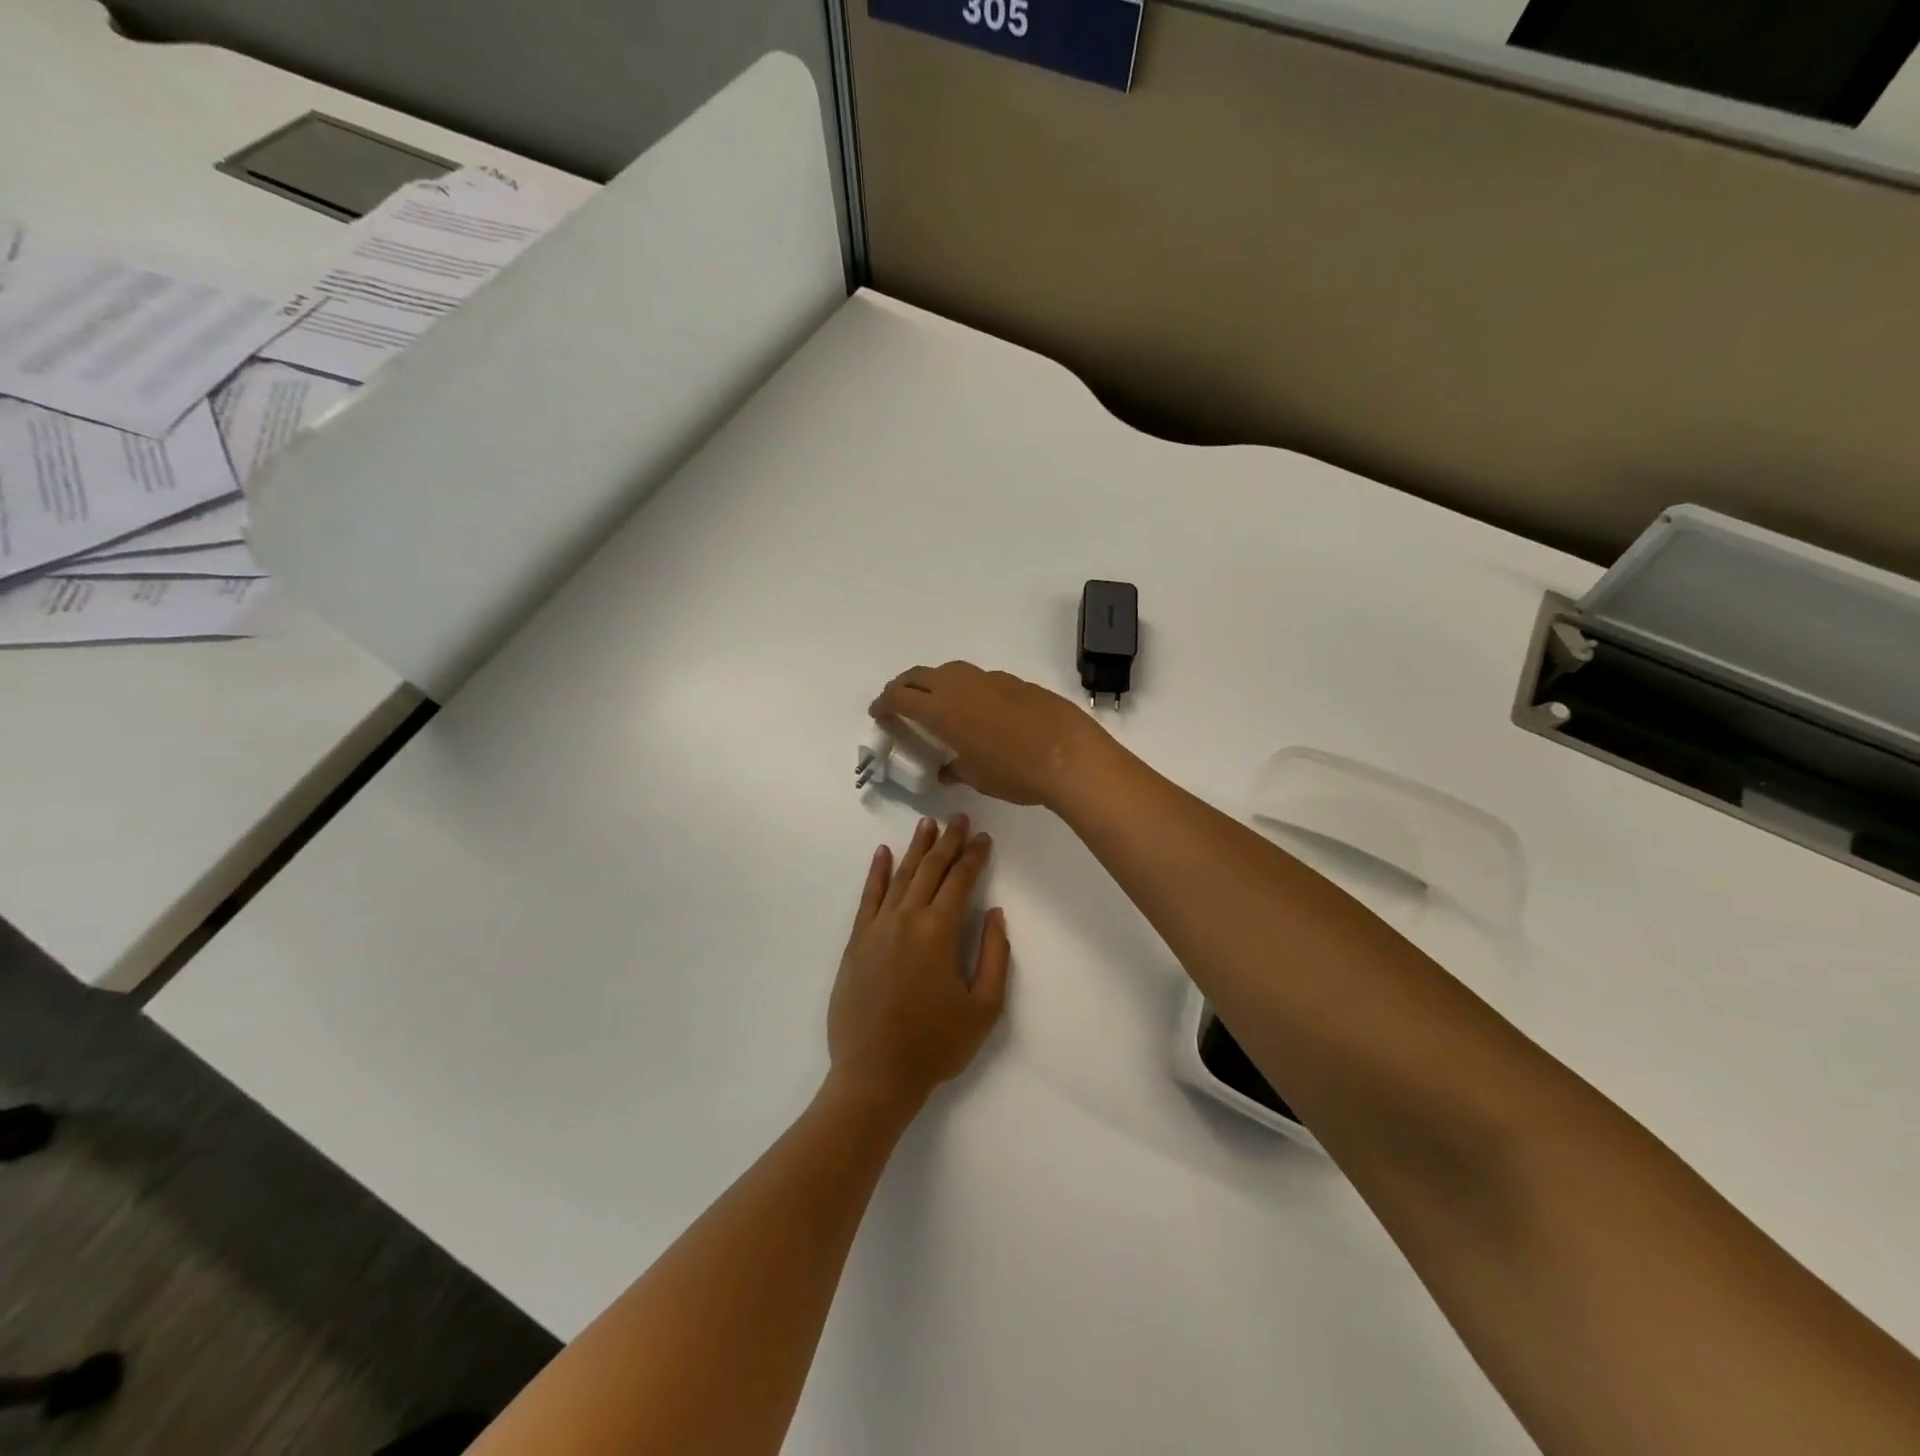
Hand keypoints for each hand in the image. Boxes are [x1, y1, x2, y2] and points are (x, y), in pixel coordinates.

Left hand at [828, 815, 1009, 1109]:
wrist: (875, 1074)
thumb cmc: (936, 1045)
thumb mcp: (984, 1007)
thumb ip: (994, 955)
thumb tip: (994, 912)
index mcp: (938, 931)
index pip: (960, 880)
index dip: (974, 856)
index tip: (984, 838)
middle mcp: (906, 918)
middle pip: (930, 870)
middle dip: (947, 841)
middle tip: (959, 818)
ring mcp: (877, 928)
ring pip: (899, 876)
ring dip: (916, 848)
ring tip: (927, 824)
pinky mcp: (856, 942)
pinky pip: (868, 897)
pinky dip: (876, 873)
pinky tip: (883, 854)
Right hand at [869, 663, 1108, 808]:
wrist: (1068, 754)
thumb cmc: (1014, 772)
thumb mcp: (976, 776)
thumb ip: (955, 768)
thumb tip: (947, 768)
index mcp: (941, 709)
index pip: (900, 698)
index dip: (884, 703)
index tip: (878, 712)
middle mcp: (960, 686)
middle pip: (920, 676)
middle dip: (903, 686)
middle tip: (898, 702)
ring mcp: (989, 679)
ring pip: (950, 672)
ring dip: (934, 683)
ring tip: (936, 702)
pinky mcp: (1014, 681)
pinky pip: (978, 679)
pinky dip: (965, 689)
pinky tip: (977, 709)